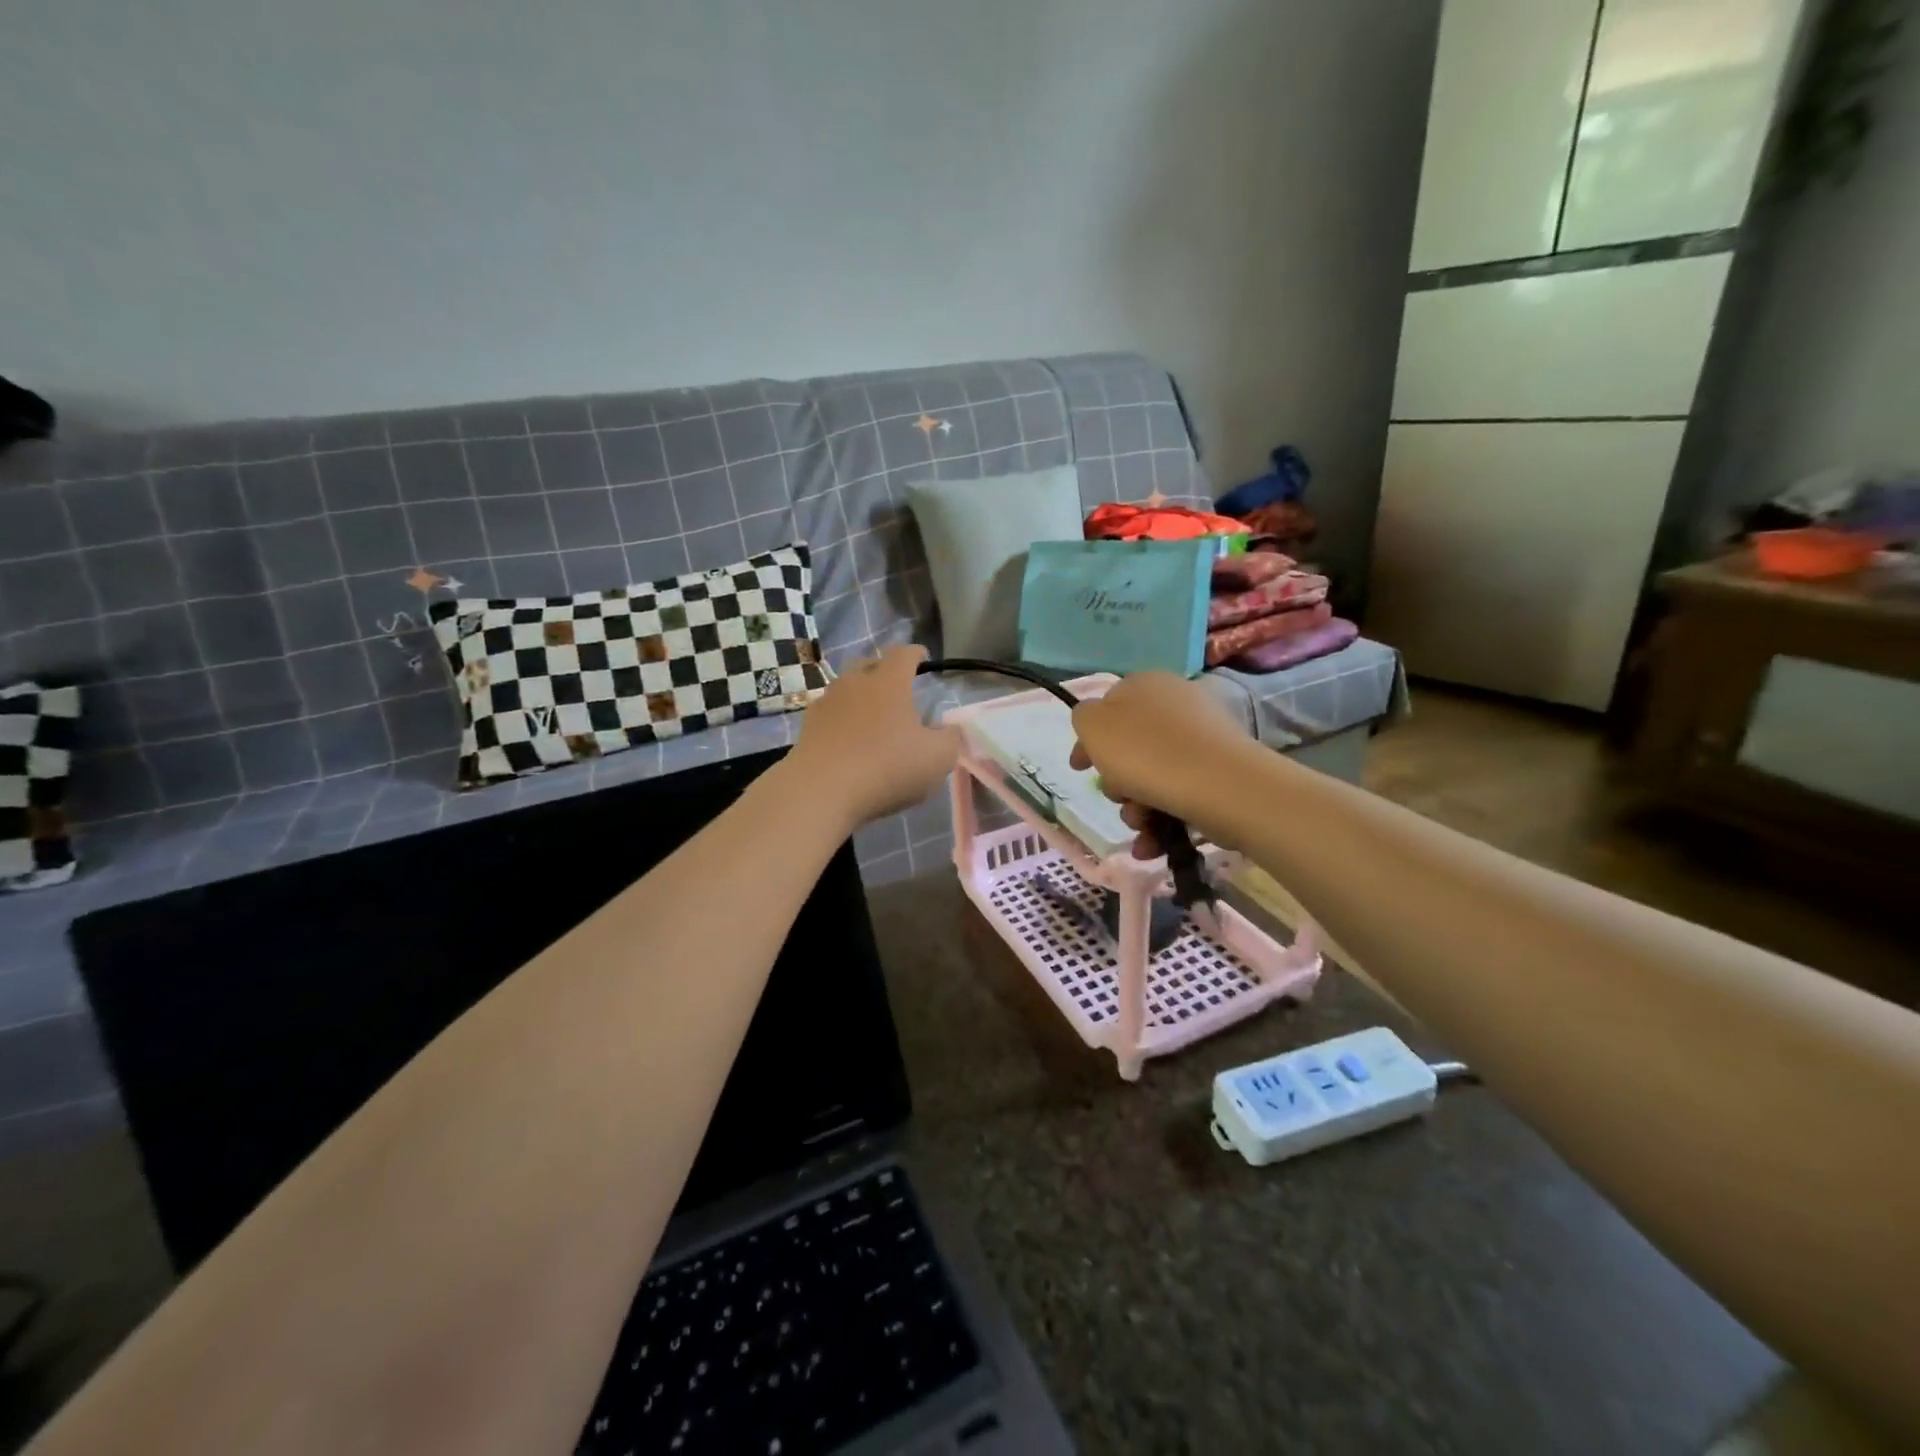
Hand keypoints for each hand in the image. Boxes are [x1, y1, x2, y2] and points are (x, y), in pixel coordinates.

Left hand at [788, 645, 960, 830]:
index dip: (916, 654)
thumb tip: (949, 729)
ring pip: (846, 689)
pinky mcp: (807, 728)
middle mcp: (854, 683)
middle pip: (869, 664)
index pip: (904, 654)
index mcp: (889, 682)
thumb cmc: (886, 768)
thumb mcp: (937, 758)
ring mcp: (826, 703)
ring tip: (872, 716)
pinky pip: (830, 714)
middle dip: (884, 670)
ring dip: (860, 697)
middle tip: (897, 687)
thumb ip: (950, 739)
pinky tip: (848, 739)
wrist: (820, 791)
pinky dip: (842, 720)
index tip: (923, 657)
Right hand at [1068, 672, 1255, 855]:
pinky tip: (1152, 845)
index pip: (1108, 708)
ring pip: (1152, 777)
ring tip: (1140, 824)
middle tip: (1117, 796)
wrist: (1220, 786)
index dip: (1088, 741)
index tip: (1079, 768)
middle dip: (1116, 781)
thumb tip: (1095, 721)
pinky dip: (1162, 821)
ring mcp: (1202, 740)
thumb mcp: (1094, 726)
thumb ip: (1084, 717)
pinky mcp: (1220, 772)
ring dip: (1136, 808)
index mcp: (1145, 685)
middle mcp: (1176, 705)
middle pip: (1130, 748)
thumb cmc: (1147, 753)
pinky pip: (1179, 795)